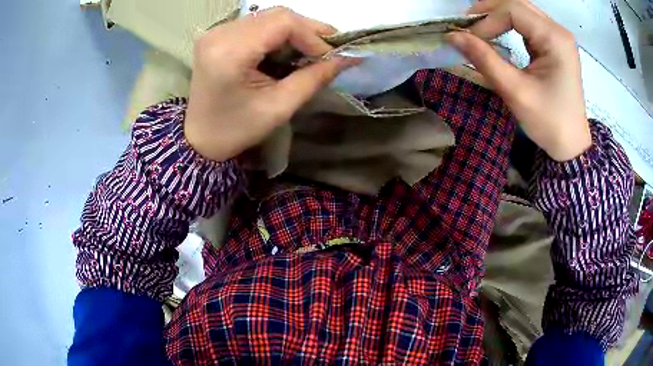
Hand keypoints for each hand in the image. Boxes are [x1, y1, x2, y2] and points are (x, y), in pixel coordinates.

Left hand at [184, 7, 356, 161]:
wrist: (200, 138)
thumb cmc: (237, 129)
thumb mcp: (279, 107)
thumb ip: (315, 78)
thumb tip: (348, 58)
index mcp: (230, 51)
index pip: (283, 22)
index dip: (314, 34)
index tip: (331, 56)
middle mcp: (220, 33)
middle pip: (277, 15)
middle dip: (307, 31)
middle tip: (327, 51)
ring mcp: (216, 31)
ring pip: (269, 17)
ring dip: (294, 32)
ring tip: (309, 52)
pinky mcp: (218, 34)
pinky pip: (257, 24)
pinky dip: (278, 34)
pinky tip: (286, 50)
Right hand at [446, 0, 591, 160]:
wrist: (571, 145)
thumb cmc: (548, 122)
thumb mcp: (515, 91)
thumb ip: (484, 59)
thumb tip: (453, 36)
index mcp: (555, 39)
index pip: (513, 10)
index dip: (487, 20)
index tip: (469, 39)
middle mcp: (559, 31)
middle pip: (517, 5)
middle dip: (489, 12)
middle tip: (468, 26)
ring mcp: (559, 37)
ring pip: (522, 11)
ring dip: (498, 16)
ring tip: (479, 29)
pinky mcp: (556, 45)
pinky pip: (529, 23)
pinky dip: (509, 25)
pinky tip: (498, 34)